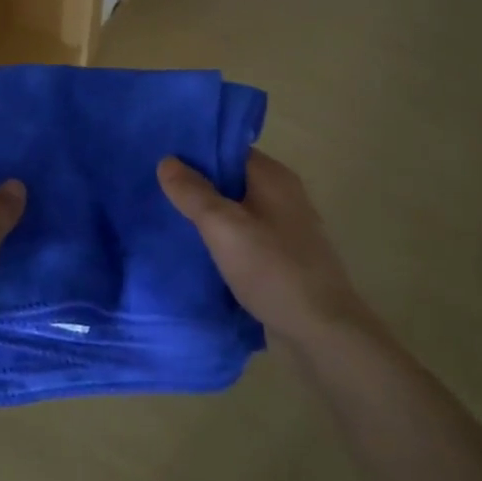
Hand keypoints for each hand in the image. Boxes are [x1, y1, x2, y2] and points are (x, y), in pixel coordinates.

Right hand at [158, 150, 361, 344]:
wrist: (323, 330)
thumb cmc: (272, 269)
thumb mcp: (223, 227)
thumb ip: (193, 193)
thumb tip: (167, 161)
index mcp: (273, 176)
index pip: (227, 149)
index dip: (195, 153)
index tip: (161, 162)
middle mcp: (283, 193)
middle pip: (232, 178)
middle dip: (198, 184)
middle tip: (158, 191)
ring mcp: (287, 225)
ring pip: (238, 208)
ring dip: (210, 213)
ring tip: (172, 219)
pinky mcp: (285, 254)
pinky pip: (247, 234)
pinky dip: (225, 237)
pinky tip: (201, 250)